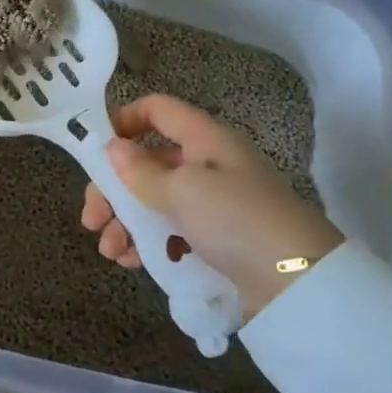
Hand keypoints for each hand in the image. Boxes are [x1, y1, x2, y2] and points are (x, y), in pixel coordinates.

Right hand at [80, 94, 343, 314]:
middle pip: (148, 163)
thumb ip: (141, 171)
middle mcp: (207, 165)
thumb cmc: (236, 219)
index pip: (157, 110)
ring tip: (111, 251)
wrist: (300, 282)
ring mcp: (213, 204)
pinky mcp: (217, 239)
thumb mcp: (183, 191)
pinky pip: (171, 231)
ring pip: (155, 201)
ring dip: (125, 222)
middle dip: (114, 189)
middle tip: (92, 219)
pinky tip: (130, 262)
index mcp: (203, 139)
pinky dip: (147, 243)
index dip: (124, 120)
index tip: (96, 150)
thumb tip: (113, 148)